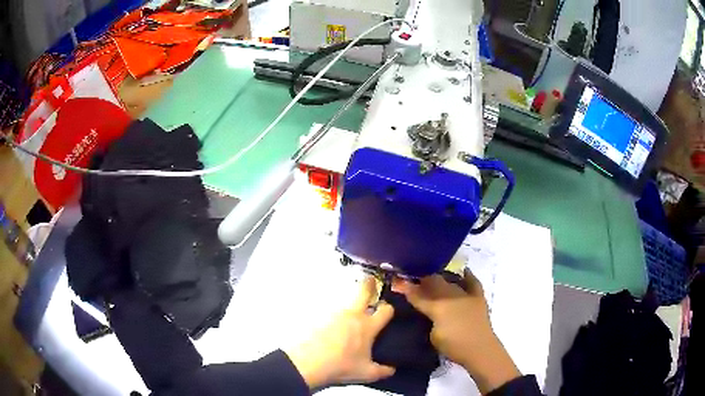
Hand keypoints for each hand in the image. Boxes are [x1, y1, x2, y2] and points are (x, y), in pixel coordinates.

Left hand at [284, 276, 395, 388]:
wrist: (308, 362)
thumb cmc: (341, 366)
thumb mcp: (366, 373)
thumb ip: (383, 371)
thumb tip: (392, 370)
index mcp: (367, 326)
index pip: (386, 310)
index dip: (390, 309)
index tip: (389, 311)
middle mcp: (352, 315)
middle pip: (363, 291)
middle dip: (369, 284)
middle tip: (370, 281)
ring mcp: (333, 313)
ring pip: (344, 301)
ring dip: (349, 304)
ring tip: (348, 314)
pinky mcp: (317, 316)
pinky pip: (329, 312)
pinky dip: (332, 315)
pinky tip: (330, 326)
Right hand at [393, 270, 520, 394]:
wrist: (480, 350)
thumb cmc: (453, 346)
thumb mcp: (434, 335)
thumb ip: (428, 318)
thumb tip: (426, 309)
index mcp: (437, 307)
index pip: (418, 295)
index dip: (406, 288)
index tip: (397, 280)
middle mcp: (451, 296)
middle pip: (434, 283)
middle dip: (421, 279)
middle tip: (413, 278)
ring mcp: (466, 295)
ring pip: (450, 282)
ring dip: (440, 279)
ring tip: (432, 277)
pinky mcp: (478, 298)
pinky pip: (473, 283)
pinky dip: (468, 276)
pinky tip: (463, 271)